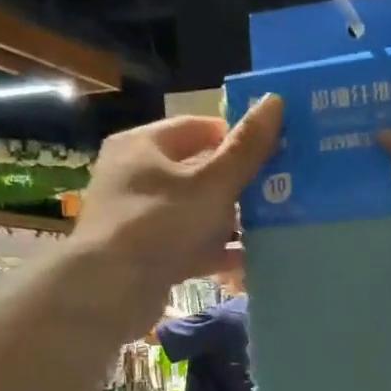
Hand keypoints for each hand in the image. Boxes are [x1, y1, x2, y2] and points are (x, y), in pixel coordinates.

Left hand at [73, 96, 281, 297]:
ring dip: (231, 219)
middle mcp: (137, 176)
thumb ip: (246, 148)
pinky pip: (191, 244)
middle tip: (278, 190)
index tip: (271, 152)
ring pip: (196, 210)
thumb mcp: (212, 183)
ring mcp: (140, 216)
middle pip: (198, 171)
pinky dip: (217, 250)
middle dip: (238, 182)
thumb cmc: (161, 222)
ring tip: (272, 224)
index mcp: (144, 145)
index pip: (198, 128)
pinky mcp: (147, 253)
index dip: (236, 137)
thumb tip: (275, 100)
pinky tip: (249, 259)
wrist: (111, 289)